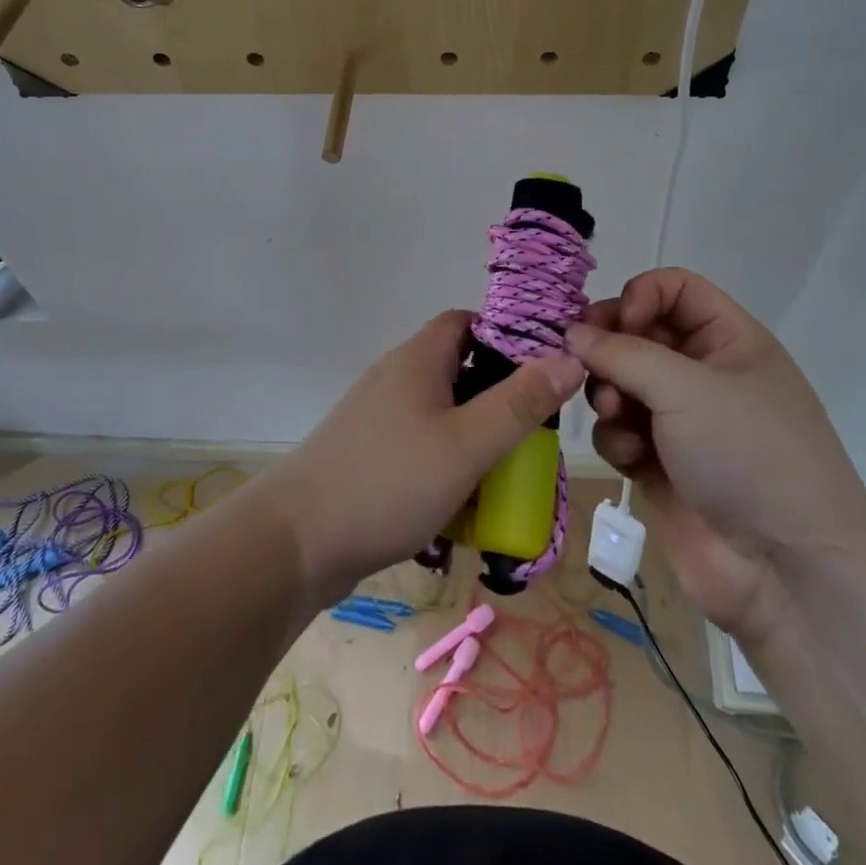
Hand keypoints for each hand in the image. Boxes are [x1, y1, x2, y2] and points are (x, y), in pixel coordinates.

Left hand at [262, 311, 582, 605]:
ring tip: (507, 473)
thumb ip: (520, 403)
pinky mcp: (368, 453)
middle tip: (534, 433)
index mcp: (418, 358)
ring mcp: (378, 417)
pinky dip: (446, 463)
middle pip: (458, 369)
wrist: (295, 542)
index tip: (543, 370)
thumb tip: (570, 357)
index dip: (506, 336)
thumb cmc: (388, 482)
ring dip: (474, 437)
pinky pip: (420, 445)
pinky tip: (462, 503)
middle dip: (498, 397)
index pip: (467, 322)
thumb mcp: (466, 444)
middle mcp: (396, 377)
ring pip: (441, 413)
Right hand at [567, 269, 865, 644]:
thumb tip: (573, 334)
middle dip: (610, 347)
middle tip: (583, 360)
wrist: (788, 574)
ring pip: (621, 382)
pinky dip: (617, 438)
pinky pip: (619, 429)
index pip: (674, 289)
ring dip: (609, 393)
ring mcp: (682, 421)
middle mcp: (705, 374)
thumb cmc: (749, 456)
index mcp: (730, 341)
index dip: (639, 296)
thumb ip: (622, 352)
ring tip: (615, 414)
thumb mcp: (687, 388)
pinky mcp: (659, 463)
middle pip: (639, 334)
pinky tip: (631, 459)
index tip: (615, 325)